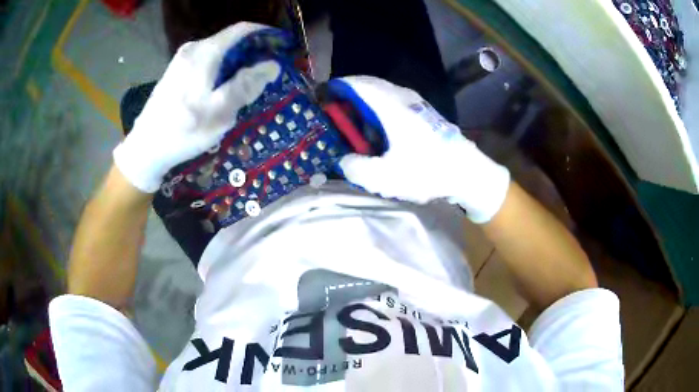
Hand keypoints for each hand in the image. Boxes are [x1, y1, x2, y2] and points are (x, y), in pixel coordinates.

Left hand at [114, 22, 281, 192]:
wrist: (145, 149)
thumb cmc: (182, 131)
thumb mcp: (219, 112)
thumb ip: (245, 85)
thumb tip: (272, 65)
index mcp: (205, 52)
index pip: (243, 30)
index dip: (265, 35)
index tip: (281, 48)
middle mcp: (193, 49)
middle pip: (231, 41)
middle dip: (252, 53)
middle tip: (267, 74)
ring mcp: (182, 60)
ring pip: (220, 53)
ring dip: (237, 64)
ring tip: (248, 85)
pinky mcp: (177, 72)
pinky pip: (207, 62)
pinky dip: (222, 71)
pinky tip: (223, 90)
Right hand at [328, 76, 510, 222]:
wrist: (467, 172)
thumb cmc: (428, 171)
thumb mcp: (386, 178)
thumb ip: (356, 169)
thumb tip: (344, 160)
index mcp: (391, 106)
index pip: (357, 84)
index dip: (336, 87)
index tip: (321, 98)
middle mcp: (402, 97)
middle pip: (368, 84)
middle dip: (348, 95)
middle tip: (334, 113)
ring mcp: (415, 102)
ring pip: (381, 92)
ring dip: (364, 102)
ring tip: (353, 123)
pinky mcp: (423, 111)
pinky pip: (393, 100)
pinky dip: (378, 108)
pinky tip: (378, 130)